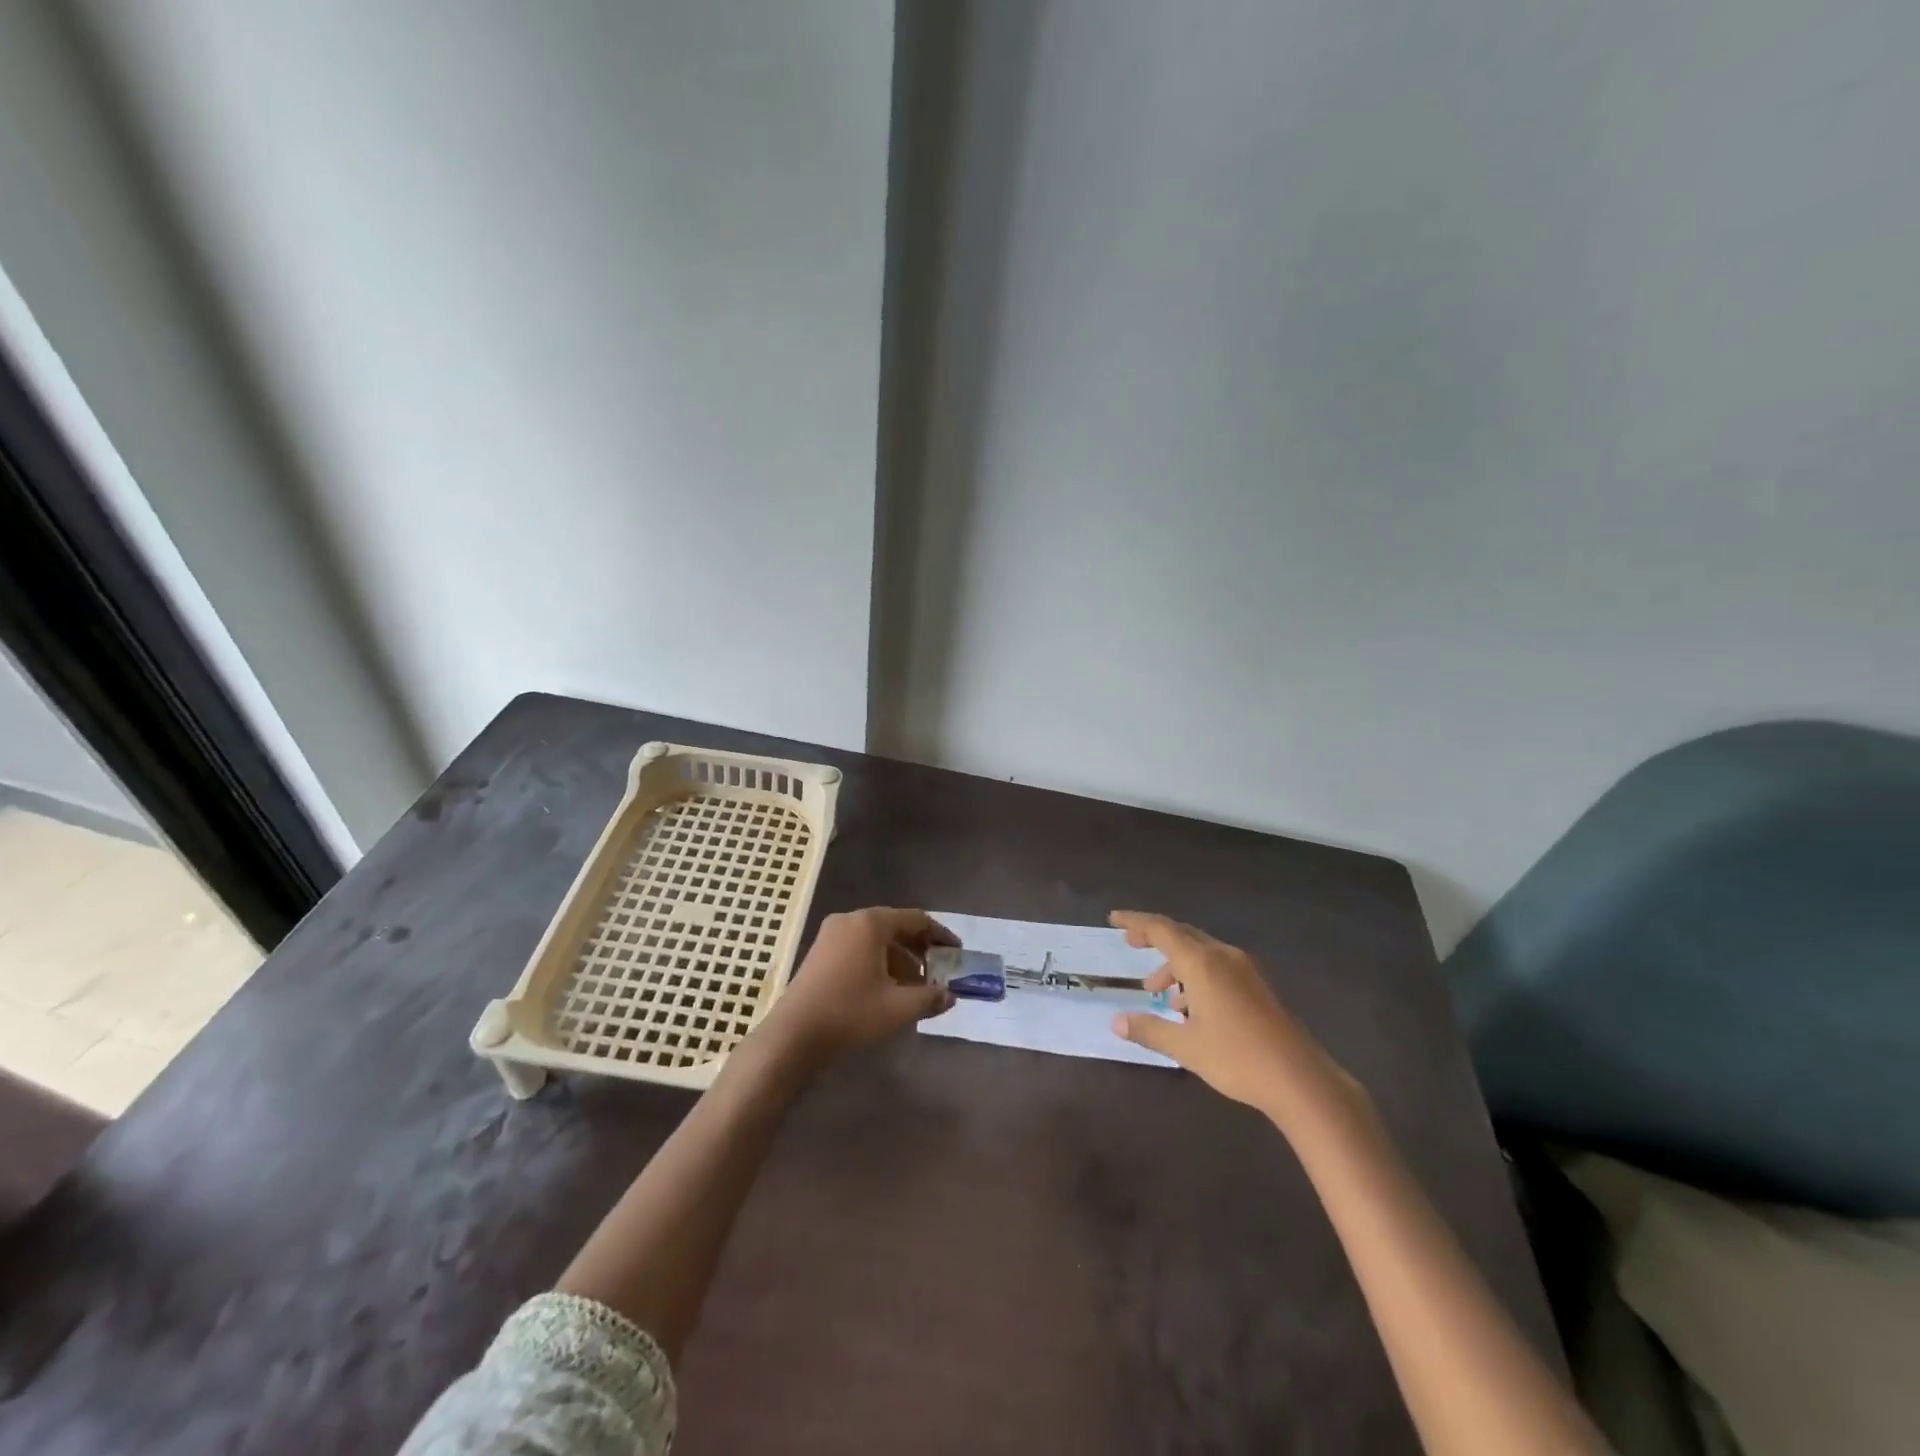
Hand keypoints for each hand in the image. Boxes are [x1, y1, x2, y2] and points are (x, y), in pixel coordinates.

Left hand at [764, 907, 957, 1061]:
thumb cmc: (850, 1013)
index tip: (957, 952)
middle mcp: (851, 920)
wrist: (794, 1035)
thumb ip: (930, 998)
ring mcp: (831, 935)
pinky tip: (887, 990)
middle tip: (939, 971)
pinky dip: (878, 963)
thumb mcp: (898, 1008)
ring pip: (876, 940)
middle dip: (919, 950)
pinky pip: (859, 949)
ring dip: (899, 960)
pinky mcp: (820, 953)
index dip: (940, 935)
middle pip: (895, 927)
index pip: (916, 919)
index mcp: (871, 923)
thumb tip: (950, 996)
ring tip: (915, 988)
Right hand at [1108, 911, 1362, 1126]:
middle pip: (1183, 935)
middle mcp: (1223, 957)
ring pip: (1201, 953)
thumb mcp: (1185, 1047)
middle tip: (1131, 945)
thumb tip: (1116, 1021)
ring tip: (1159, 994)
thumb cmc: (1237, 1058)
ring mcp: (1245, 970)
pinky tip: (1191, 1008)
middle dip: (1155, 938)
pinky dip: (1196, 976)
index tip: (1114, 919)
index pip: (1162, 929)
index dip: (1135, 921)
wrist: (1300, 1079)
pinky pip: (1218, 967)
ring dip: (1176, 965)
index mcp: (1202, 963)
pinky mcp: (1258, 986)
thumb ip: (1149, 1029)